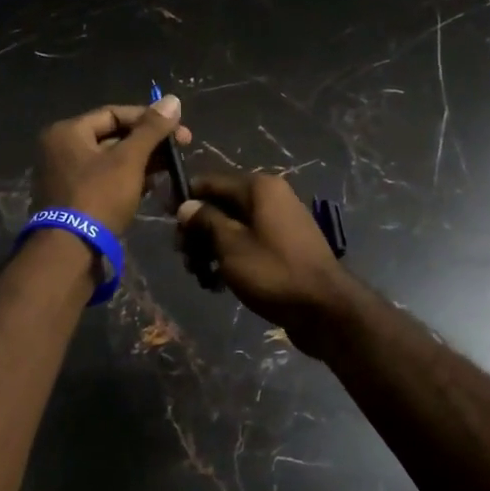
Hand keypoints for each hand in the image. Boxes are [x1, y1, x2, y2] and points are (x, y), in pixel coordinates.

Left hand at [33, 96, 190, 233]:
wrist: (70, 252)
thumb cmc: (99, 197)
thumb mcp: (129, 160)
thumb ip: (151, 129)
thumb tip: (173, 99)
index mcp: (67, 132)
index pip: (114, 113)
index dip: (148, 119)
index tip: (178, 130)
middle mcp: (60, 150)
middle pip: (112, 137)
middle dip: (147, 143)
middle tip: (179, 150)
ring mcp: (64, 177)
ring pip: (110, 161)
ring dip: (141, 163)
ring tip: (170, 169)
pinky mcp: (73, 201)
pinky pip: (104, 181)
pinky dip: (127, 180)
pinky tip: (152, 187)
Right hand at [175, 173, 357, 352]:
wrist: (324, 308)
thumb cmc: (273, 271)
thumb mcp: (230, 245)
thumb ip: (205, 221)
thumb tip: (186, 206)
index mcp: (260, 188)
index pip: (211, 182)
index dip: (185, 199)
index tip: (164, 220)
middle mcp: (272, 198)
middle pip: (222, 205)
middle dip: (198, 230)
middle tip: (183, 257)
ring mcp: (281, 223)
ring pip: (234, 227)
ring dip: (212, 248)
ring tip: (200, 275)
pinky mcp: (286, 247)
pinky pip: (250, 244)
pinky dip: (232, 258)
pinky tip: (219, 283)